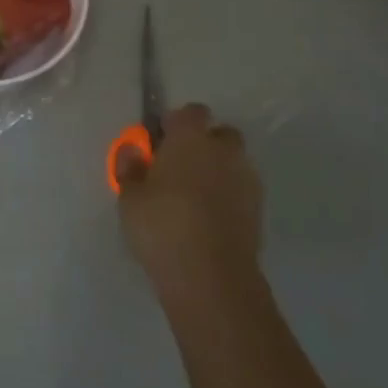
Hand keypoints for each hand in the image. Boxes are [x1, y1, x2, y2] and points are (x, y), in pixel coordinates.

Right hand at [116, 103, 263, 299]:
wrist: (211, 276)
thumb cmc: (162, 225)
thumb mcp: (129, 196)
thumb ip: (130, 166)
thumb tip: (133, 149)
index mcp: (191, 139)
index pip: (191, 112)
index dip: (175, 123)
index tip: (158, 143)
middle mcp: (224, 151)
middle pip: (219, 134)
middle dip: (202, 145)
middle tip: (177, 168)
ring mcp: (247, 180)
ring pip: (232, 162)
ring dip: (216, 170)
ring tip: (192, 196)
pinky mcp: (258, 209)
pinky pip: (240, 189)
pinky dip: (227, 195)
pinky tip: (207, 217)